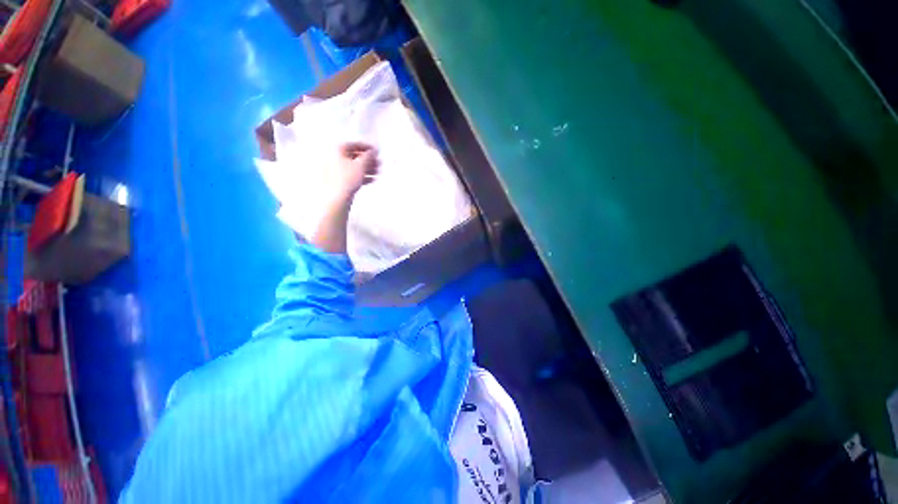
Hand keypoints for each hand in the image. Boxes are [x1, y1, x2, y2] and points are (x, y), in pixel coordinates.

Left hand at [308, 142, 378, 253]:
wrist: (337, 199)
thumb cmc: (348, 179)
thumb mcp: (361, 165)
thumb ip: (369, 156)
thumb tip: (374, 150)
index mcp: (337, 150)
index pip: (353, 144)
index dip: (366, 147)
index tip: (377, 152)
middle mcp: (333, 157)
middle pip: (354, 155)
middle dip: (368, 160)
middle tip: (379, 165)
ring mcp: (334, 169)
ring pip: (353, 166)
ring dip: (366, 168)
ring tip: (377, 174)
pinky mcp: (336, 180)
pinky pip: (350, 174)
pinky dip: (360, 175)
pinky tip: (370, 180)